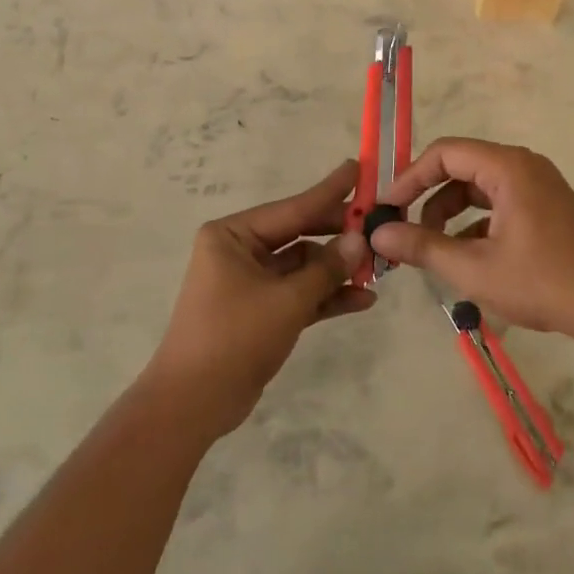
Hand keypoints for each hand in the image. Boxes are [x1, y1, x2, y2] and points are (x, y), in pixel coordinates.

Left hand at [146, 159, 376, 436]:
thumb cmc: (234, 338)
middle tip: (380, 224)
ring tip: (380, 269)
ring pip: (303, 267)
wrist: (193, 404)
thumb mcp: (287, 301)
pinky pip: (299, 294)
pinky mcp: (261, 311)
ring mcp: (251, 282)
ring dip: (337, 271)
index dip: (329, 192)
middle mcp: (240, 251)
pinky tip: (364, 299)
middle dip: (338, 236)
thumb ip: (326, 269)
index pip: (291, 208)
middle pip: (299, 235)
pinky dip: (326, 297)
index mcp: (233, 235)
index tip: (359, 168)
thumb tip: (360, 240)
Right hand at [368, 137, 573, 345]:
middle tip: (404, 230)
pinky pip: (500, 204)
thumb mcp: (473, 268)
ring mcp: (540, 187)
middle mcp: (524, 167)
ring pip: (480, 189)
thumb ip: (422, 247)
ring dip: (451, 215)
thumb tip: (378, 234)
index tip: (387, 208)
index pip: (444, 153)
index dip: (410, 178)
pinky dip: (476, 224)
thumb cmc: (542, 282)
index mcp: (507, 167)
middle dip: (429, 199)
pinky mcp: (548, 209)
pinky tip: (467, 258)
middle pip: (461, 168)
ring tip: (433, 250)